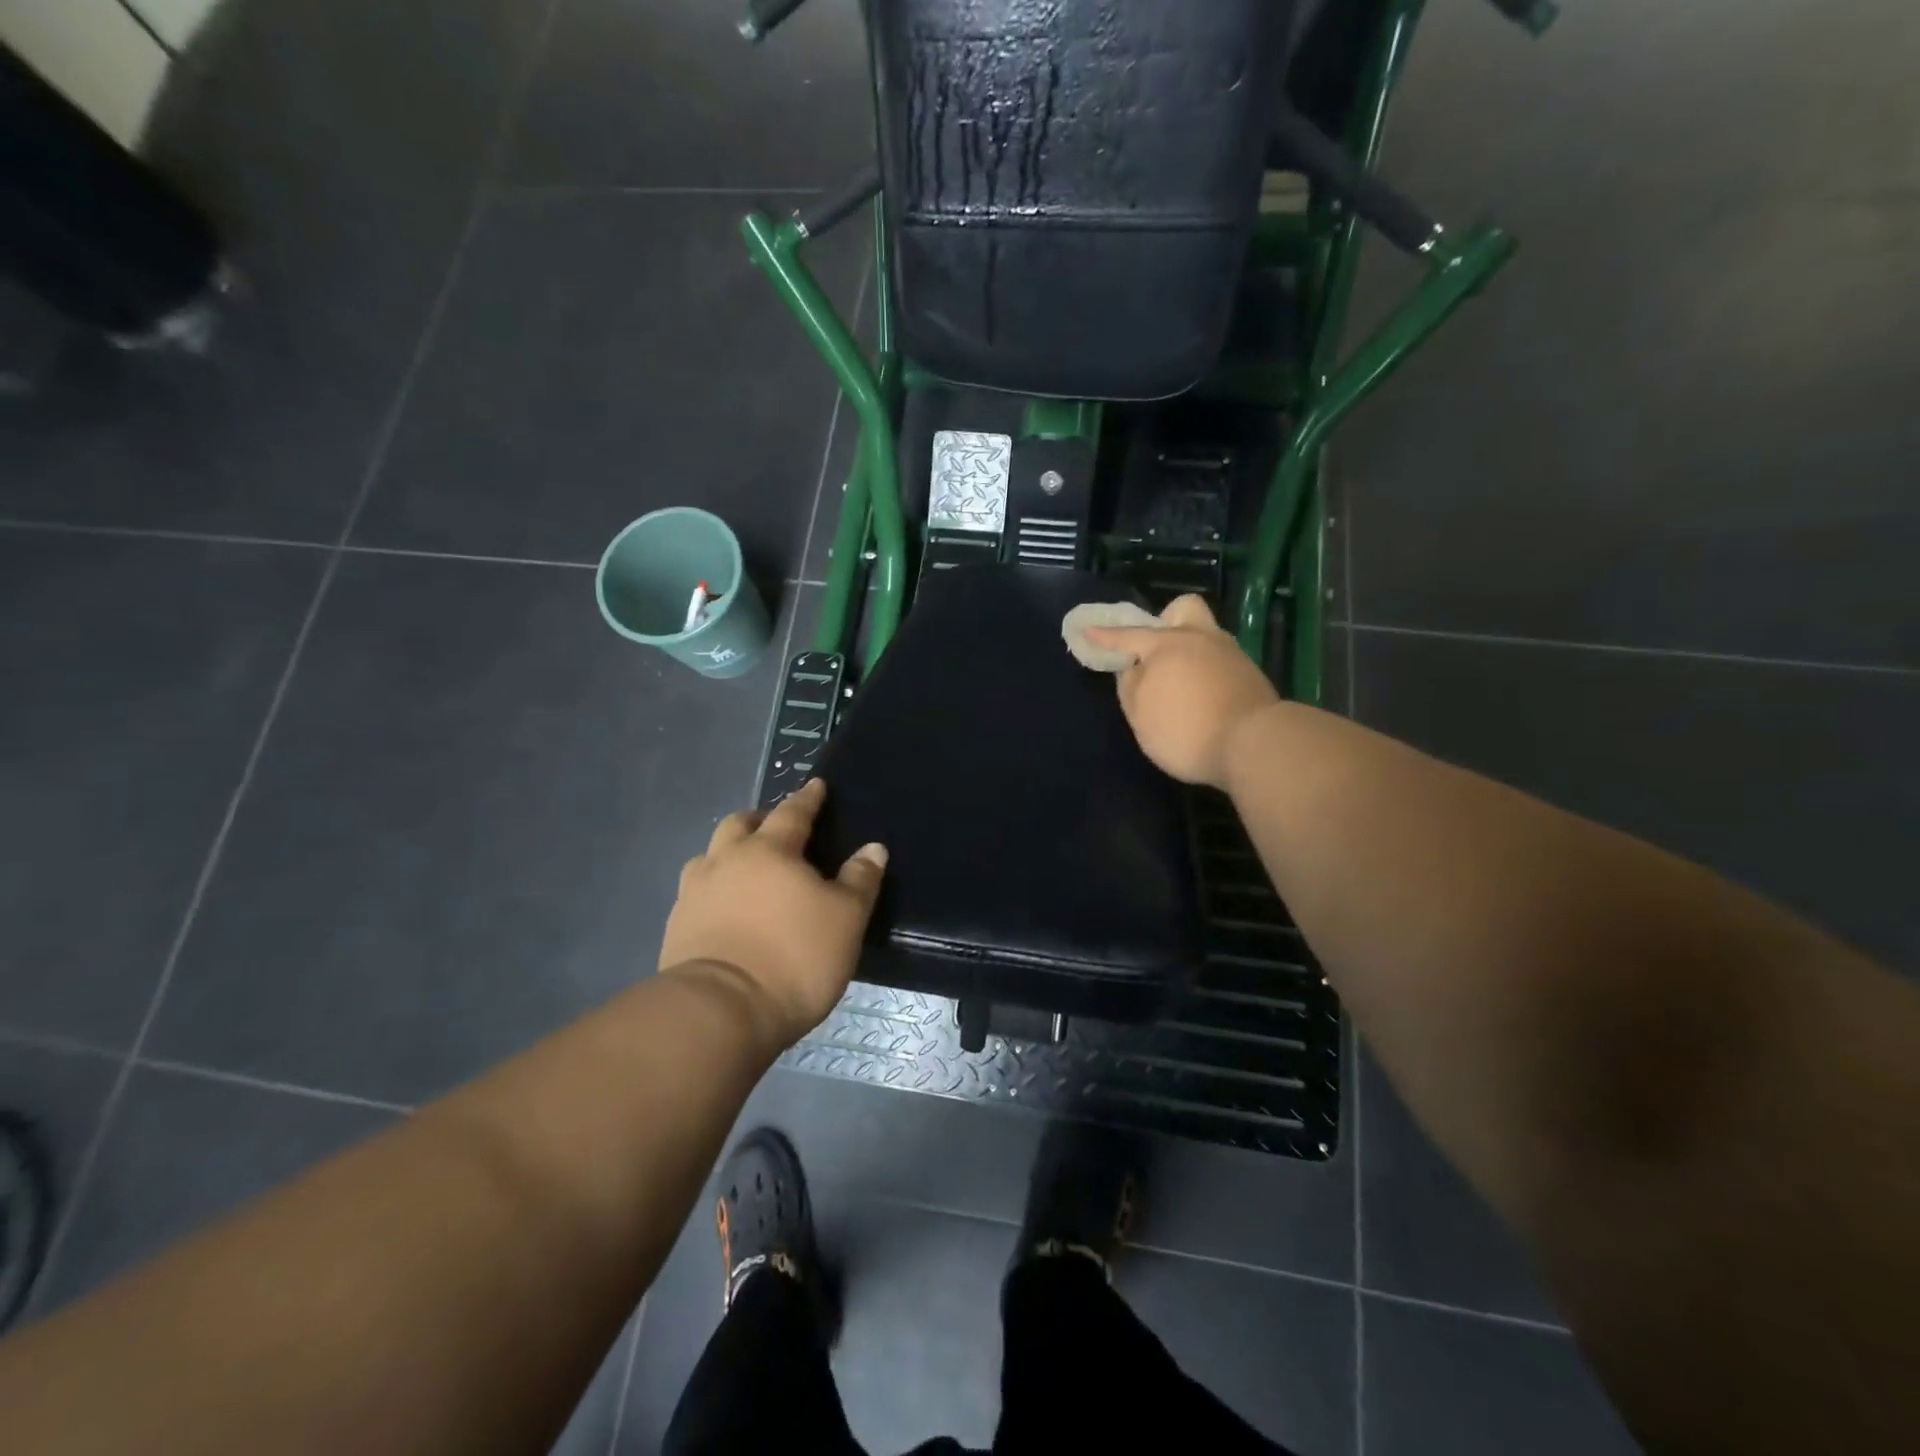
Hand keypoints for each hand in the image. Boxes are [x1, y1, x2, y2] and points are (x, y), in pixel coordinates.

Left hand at [658, 780, 886, 1046]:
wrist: (719, 1011)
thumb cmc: (794, 957)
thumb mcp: (845, 919)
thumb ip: (860, 880)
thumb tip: (873, 848)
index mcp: (770, 851)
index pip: (792, 813)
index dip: (807, 799)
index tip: (815, 785)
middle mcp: (727, 861)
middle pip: (739, 825)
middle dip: (759, 819)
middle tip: (775, 827)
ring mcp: (695, 894)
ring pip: (709, 856)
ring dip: (728, 852)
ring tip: (744, 867)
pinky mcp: (676, 927)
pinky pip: (696, 892)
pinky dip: (714, 889)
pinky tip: (723, 907)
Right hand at [1085, 594, 1279, 789]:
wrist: (1254, 745)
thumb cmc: (1185, 729)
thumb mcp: (1141, 715)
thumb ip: (1130, 685)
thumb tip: (1133, 667)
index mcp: (1166, 645)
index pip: (1128, 635)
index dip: (1104, 636)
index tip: (1087, 631)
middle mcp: (1200, 639)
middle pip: (1184, 610)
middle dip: (1166, 620)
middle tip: (1156, 648)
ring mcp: (1230, 654)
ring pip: (1206, 636)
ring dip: (1189, 650)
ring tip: (1179, 683)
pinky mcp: (1250, 676)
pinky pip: (1220, 661)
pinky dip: (1206, 671)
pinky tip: (1202, 696)